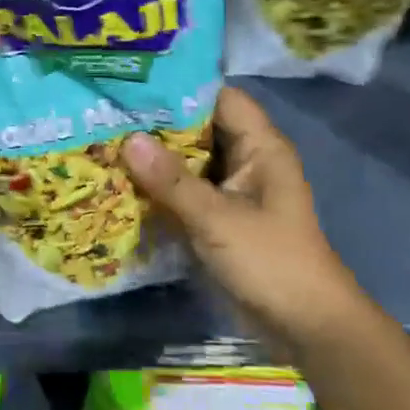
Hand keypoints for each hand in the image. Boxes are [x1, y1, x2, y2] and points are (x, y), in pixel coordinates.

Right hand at [121, 87, 354, 333]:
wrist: (305, 326)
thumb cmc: (271, 262)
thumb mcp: (217, 219)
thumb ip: (172, 181)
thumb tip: (128, 139)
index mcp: (260, 147)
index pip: (219, 98)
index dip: (180, 88)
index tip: (133, 83)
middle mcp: (247, 160)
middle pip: (199, 127)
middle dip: (157, 122)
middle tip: (106, 111)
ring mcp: (232, 189)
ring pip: (189, 160)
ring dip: (154, 155)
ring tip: (104, 138)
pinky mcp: (220, 216)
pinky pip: (185, 189)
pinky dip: (159, 185)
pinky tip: (121, 180)